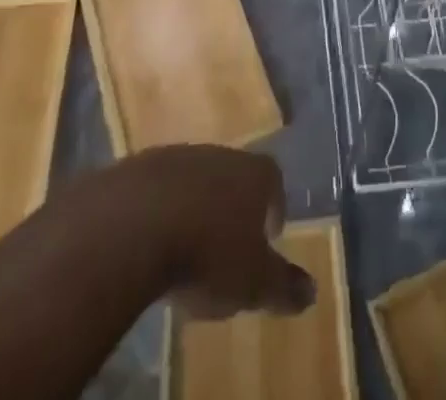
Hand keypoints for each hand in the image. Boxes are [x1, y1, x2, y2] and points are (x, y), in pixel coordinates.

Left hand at [97, 145, 315, 318]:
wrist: (133, 226)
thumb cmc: (206, 253)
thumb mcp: (252, 282)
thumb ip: (282, 285)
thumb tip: (312, 291)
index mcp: (254, 174)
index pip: (274, 181)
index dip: (275, 206)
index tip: (270, 235)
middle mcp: (221, 154)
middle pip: (235, 176)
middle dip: (234, 207)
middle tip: (229, 243)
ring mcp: (179, 157)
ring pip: (196, 180)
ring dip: (196, 206)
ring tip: (189, 244)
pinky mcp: (140, 167)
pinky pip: (159, 190)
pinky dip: (161, 210)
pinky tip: (153, 240)